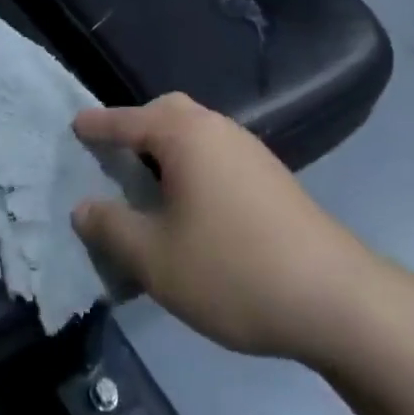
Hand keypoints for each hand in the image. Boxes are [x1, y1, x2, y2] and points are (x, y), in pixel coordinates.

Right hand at [71, 94, 385, 367]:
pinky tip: (191, 207)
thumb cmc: (234, 270)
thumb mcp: (156, 258)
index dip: (97, 126)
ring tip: (147, 183)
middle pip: (167, 113)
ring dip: (166, 148)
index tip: (74, 126)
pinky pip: (217, 155)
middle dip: (136, 127)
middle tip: (112, 154)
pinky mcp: (272, 178)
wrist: (338, 301)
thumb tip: (84, 207)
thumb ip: (111, 228)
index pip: (127, 120)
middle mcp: (218, 129)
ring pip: (196, 134)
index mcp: (184, 135)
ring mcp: (251, 151)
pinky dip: (192, 166)